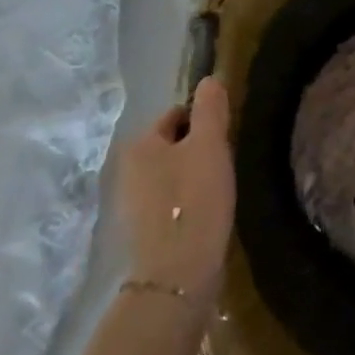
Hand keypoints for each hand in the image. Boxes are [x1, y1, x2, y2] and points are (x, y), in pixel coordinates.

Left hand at [113, 77, 235, 312]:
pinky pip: (168, 201)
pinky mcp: (141, 230)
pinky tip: (205, 216)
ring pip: (170, 174)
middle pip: (171, 144)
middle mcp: (127, 168)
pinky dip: (185, 202)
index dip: (204, 121)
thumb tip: (210, 80)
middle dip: (197, 149)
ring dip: (192, 176)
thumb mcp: (210, 147)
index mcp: (140, 143)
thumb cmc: (195, 202)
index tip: (227, 139)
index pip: (176, 114)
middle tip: (225, 165)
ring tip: (218, 191)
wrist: (177, 274)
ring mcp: (131, 202)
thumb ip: (210, 110)